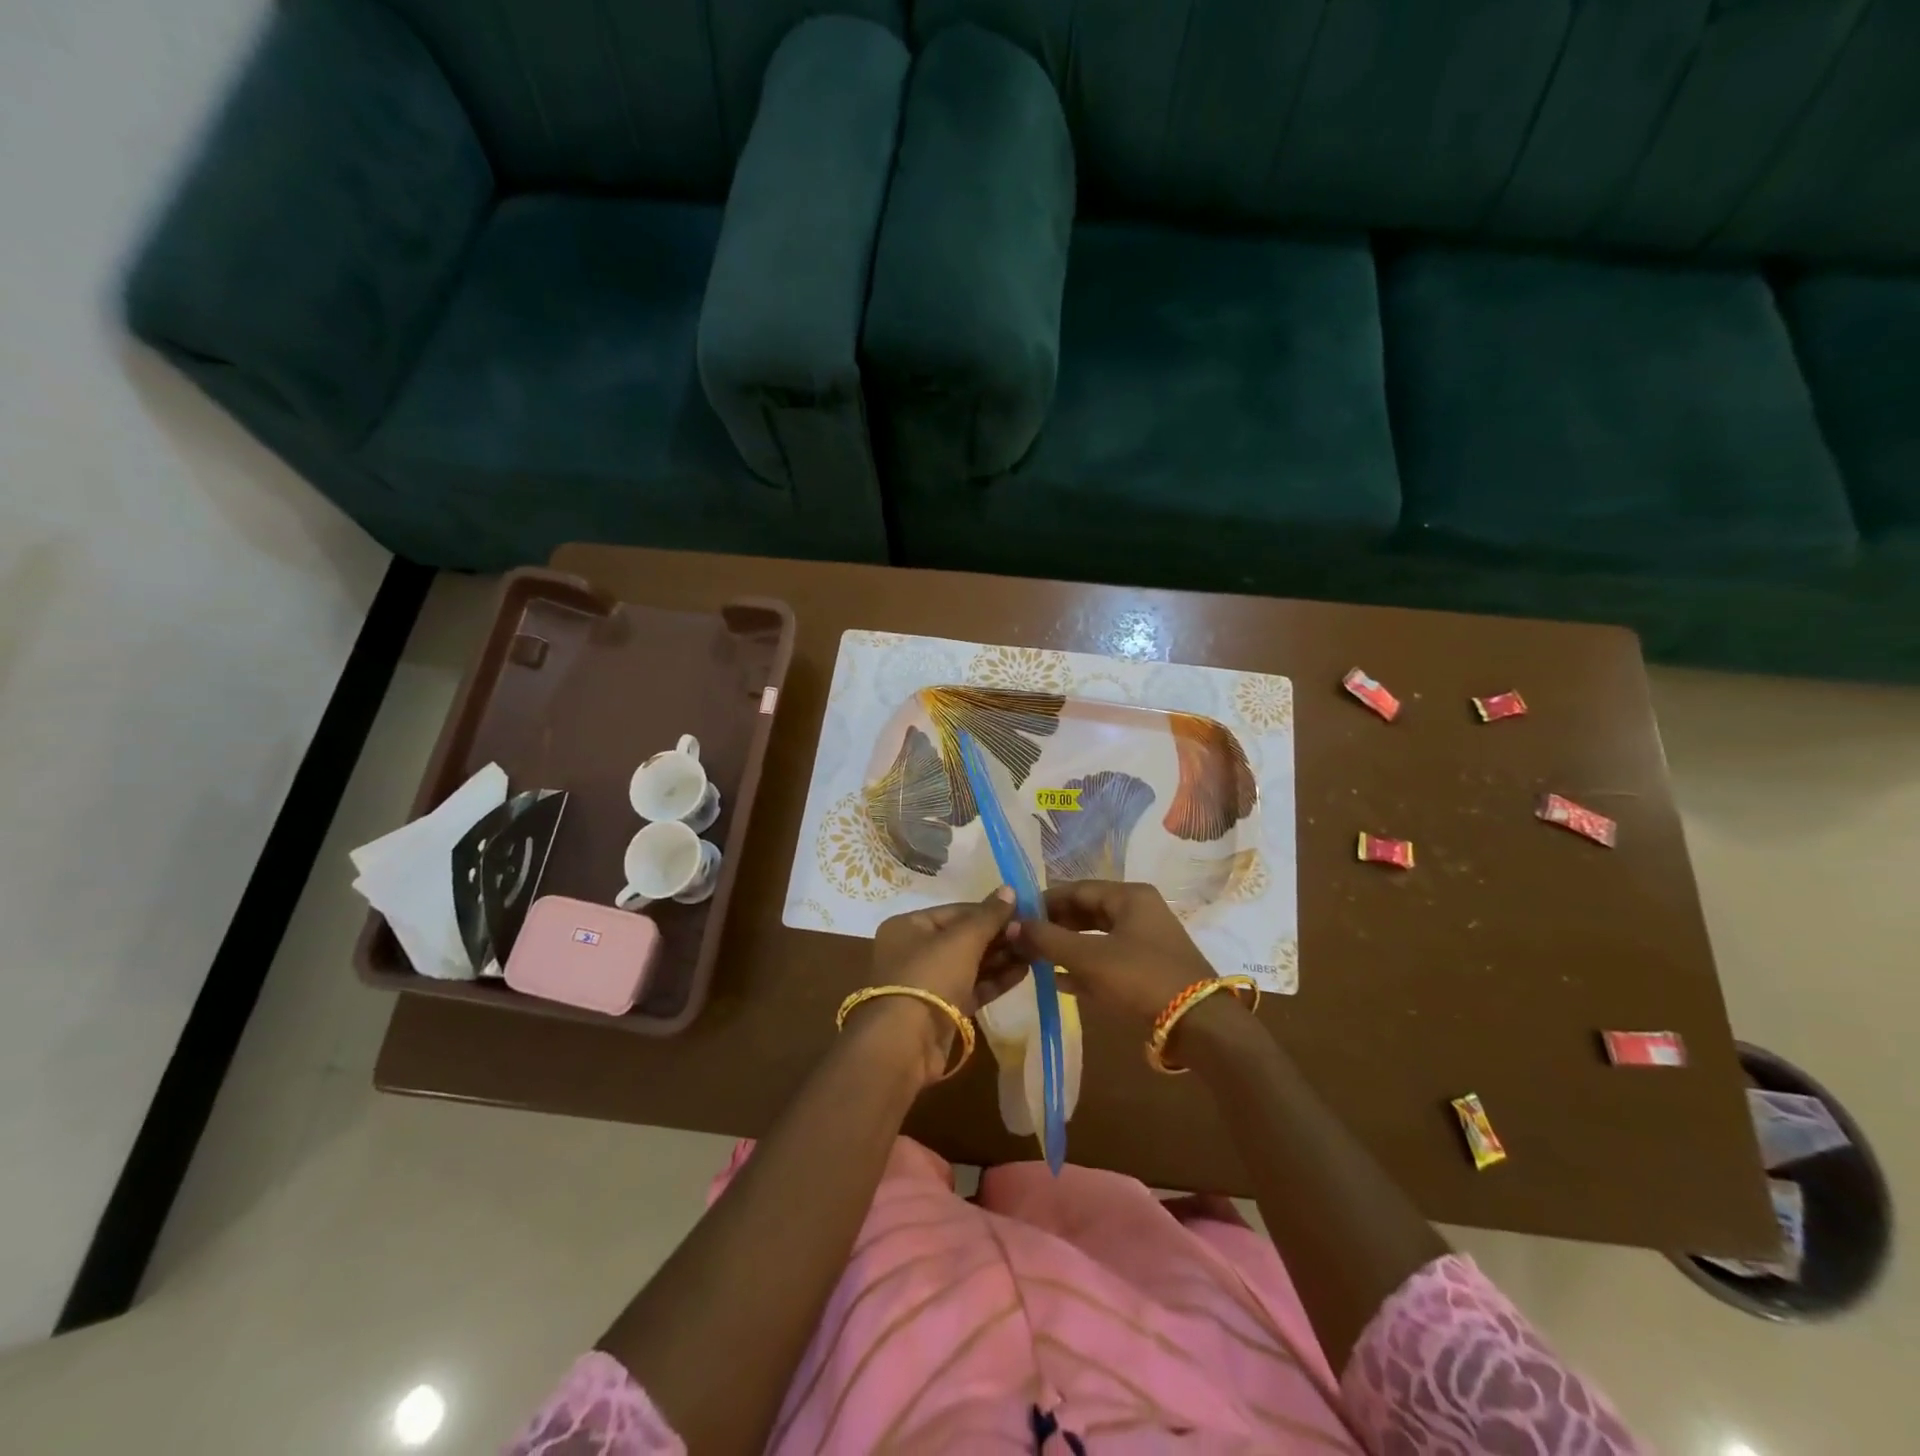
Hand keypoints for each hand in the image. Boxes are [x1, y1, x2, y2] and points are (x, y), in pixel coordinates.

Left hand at [858, 891, 1020, 1084]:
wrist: (906, 1042)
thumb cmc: (930, 976)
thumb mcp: (962, 940)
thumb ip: (989, 916)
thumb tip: (1009, 889)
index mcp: (909, 926)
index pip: (956, 911)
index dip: (990, 911)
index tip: (1022, 912)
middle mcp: (914, 951)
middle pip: (964, 938)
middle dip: (998, 937)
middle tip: (1032, 934)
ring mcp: (928, 982)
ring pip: (970, 964)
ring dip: (1000, 958)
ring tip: (1034, 952)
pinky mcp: (942, 1010)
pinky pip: (972, 987)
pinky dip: (994, 980)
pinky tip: (1023, 972)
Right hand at [1011, 880, 1217, 1025]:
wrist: (1199, 1025)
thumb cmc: (1141, 979)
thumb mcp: (1089, 957)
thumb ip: (1048, 940)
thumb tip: (1013, 926)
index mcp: (1130, 896)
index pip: (1077, 889)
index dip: (1044, 901)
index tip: (1016, 916)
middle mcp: (1140, 911)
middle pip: (1087, 911)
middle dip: (1055, 925)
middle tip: (1024, 940)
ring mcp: (1147, 940)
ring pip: (1097, 936)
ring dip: (1068, 947)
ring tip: (1037, 960)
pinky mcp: (1150, 968)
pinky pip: (1109, 958)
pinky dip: (1086, 966)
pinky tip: (1061, 982)